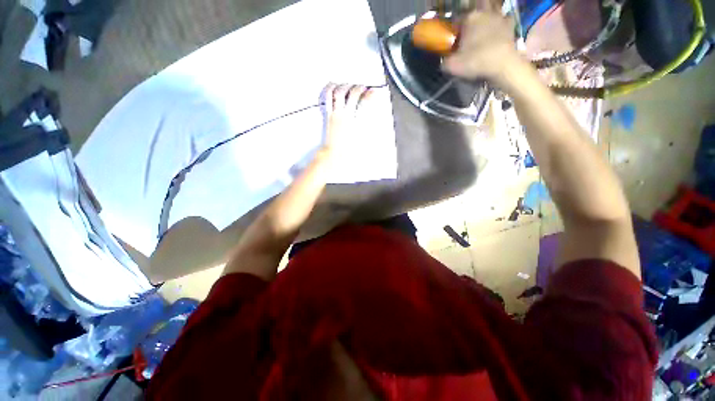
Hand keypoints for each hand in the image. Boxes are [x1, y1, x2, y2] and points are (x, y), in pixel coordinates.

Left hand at [320, 83, 373, 158]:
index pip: (364, 102)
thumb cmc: (347, 150)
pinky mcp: (328, 115)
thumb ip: (365, 127)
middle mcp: (345, 115)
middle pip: (352, 93)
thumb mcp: (361, 139)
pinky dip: (330, 89)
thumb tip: (367, 117)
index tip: (373, 91)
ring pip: (339, 92)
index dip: (370, 94)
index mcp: (355, 122)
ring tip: (348, 85)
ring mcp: (335, 113)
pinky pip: (327, 98)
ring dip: (345, 86)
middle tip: (362, 87)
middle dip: (359, 87)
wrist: (334, 153)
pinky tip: (333, 86)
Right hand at [443, 11, 520, 82]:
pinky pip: (504, 22)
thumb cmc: (475, 61)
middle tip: (469, 34)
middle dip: (472, 20)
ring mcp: (499, 17)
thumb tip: (445, 60)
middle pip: (475, 12)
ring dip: (486, 20)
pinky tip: (497, 35)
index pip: (457, 20)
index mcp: (469, 18)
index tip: (453, 41)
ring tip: (483, 34)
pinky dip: (500, 26)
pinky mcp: (511, 26)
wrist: (502, 65)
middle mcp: (484, 13)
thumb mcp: (452, 66)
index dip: (454, 31)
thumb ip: (445, 61)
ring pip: (490, 13)